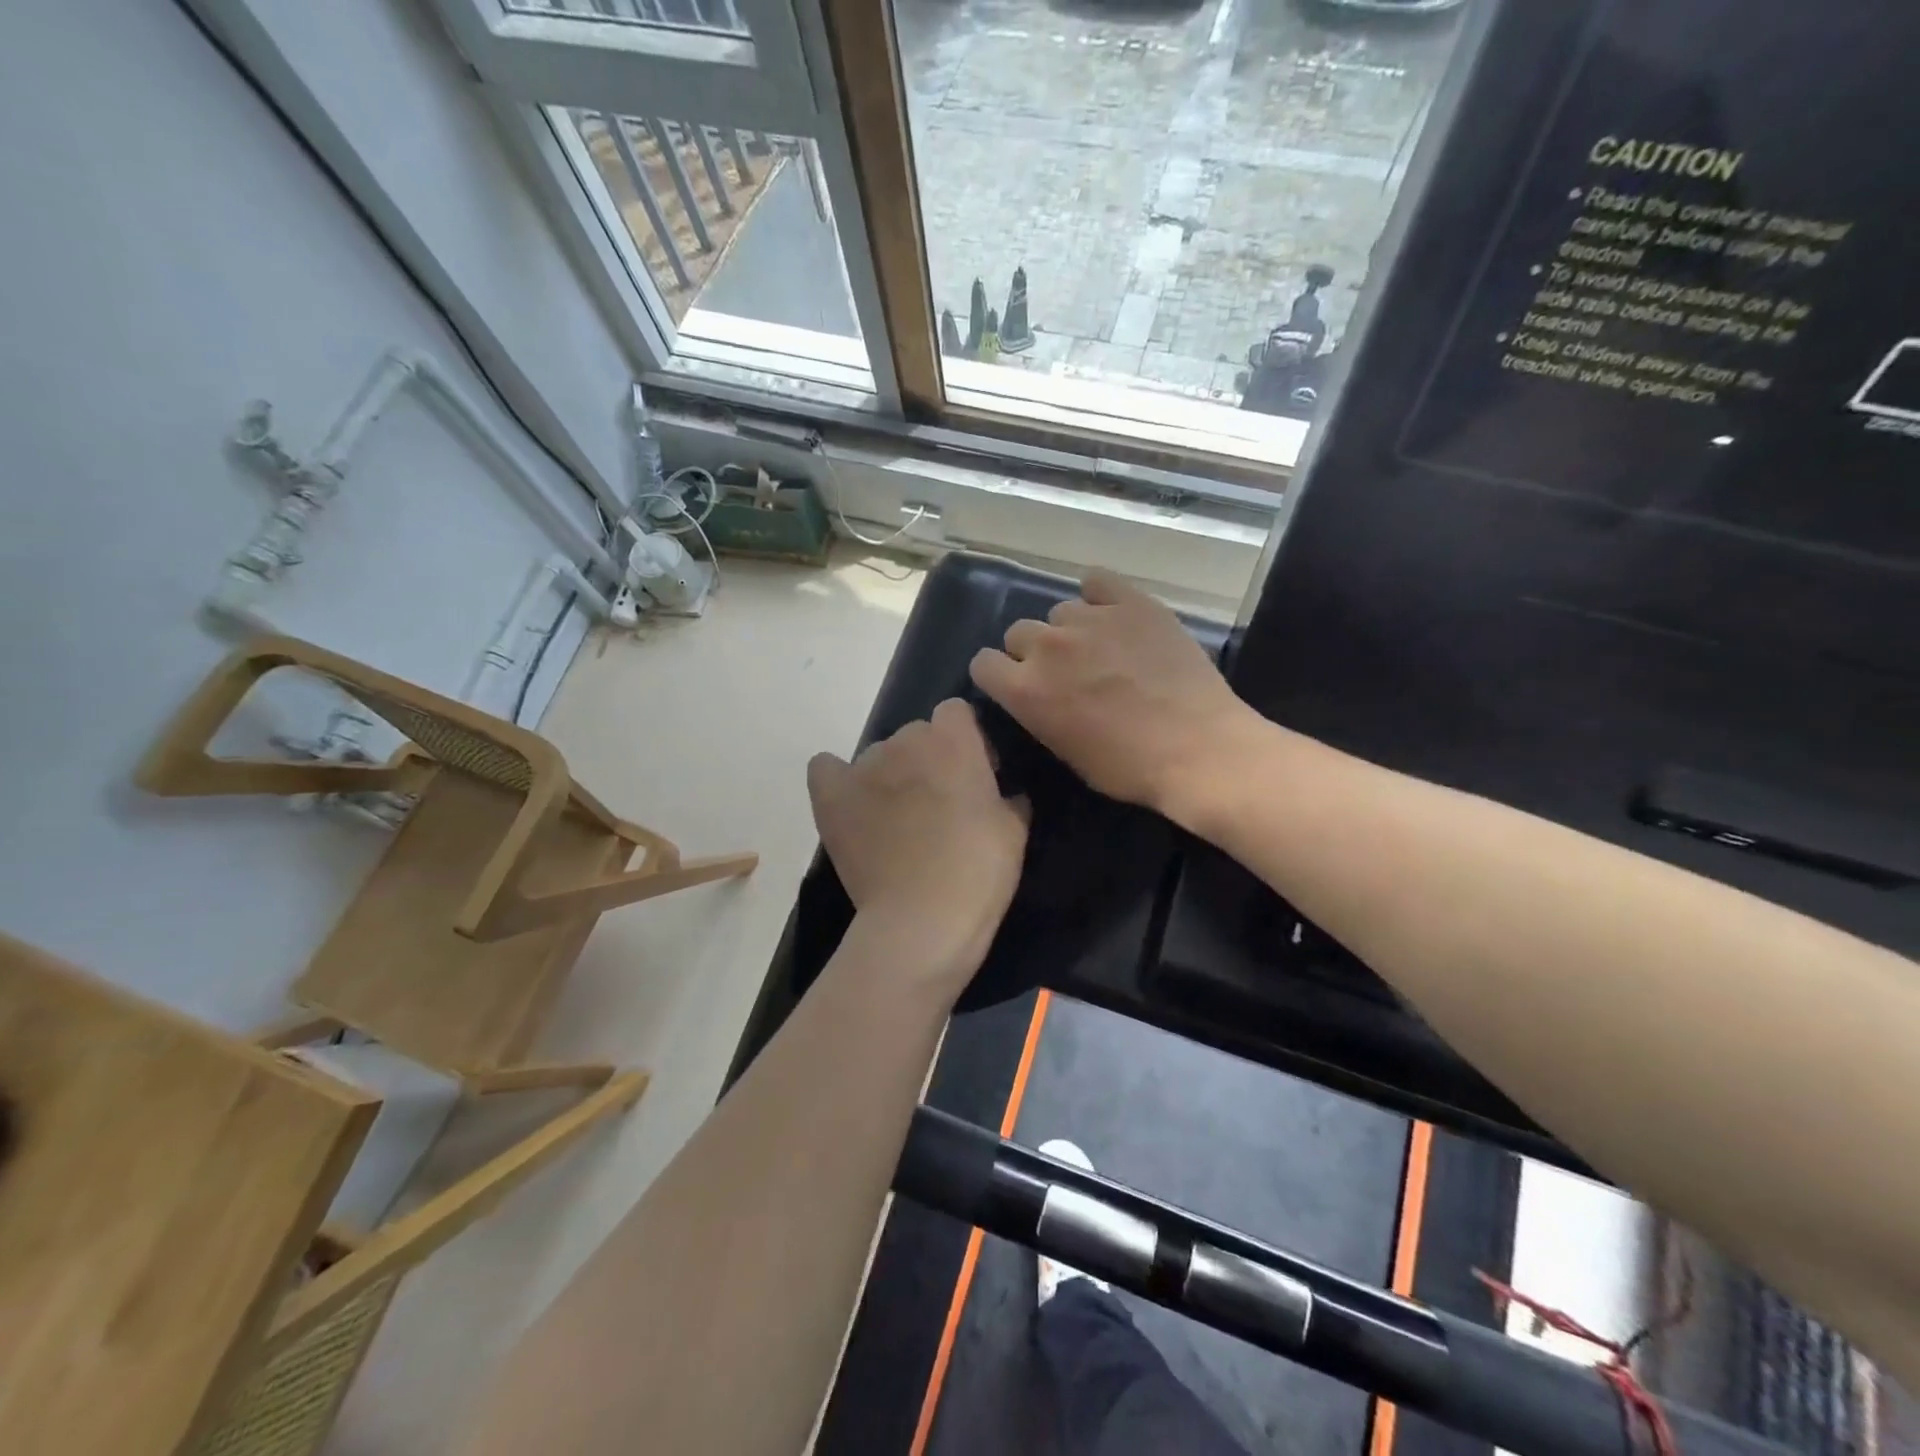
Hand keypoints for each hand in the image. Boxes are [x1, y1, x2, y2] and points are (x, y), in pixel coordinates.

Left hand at [808, 699, 1028, 1001]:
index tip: (975, 777)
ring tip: (896, 820)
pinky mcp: (831, 795)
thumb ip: (1009, 797)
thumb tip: (1004, 792)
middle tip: (938, 805)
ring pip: (878, 755)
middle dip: (929, 760)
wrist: (922, 919)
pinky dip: (838, 780)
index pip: (956, 713)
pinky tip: (850, 803)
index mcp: (954, 740)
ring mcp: (864, 765)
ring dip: (890, 776)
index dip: (967, 741)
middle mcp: (906, 740)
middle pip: (917, 733)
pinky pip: (826, 768)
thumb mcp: (1014, 831)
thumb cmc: (978, 871)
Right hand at [968, 567, 1266, 825]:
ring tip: (1101, 647)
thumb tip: (1038, 695)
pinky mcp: (1132, 602)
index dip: (997, 675)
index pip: (982, 663)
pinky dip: (1100, 594)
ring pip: (1060, 611)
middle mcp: (1048, 647)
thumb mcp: (1066, 753)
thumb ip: (1039, 714)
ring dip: (1070, 629)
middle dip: (1033, 652)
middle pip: (1018, 632)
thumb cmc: (1129, 768)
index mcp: (1025, 690)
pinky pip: (1098, 580)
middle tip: (1064, 671)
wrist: (1197, 749)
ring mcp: (1090, 619)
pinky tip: (1113, 611)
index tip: (1015, 684)